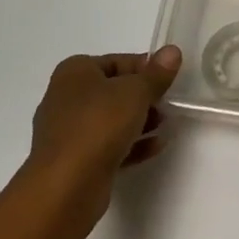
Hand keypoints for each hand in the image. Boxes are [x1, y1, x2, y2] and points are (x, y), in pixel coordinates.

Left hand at [27, 47, 181, 221]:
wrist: (66, 187)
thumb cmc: (99, 125)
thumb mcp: (136, 92)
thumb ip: (156, 73)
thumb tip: (172, 51)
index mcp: (74, 72)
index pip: (117, 61)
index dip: (145, 68)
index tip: (168, 79)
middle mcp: (65, 98)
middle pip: (113, 91)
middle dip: (143, 97)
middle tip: (168, 103)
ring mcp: (68, 133)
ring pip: (110, 120)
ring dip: (139, 121)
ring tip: (165, 125)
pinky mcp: (74, 162)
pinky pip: (108, 146)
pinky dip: (131, 144)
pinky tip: (156, 146)